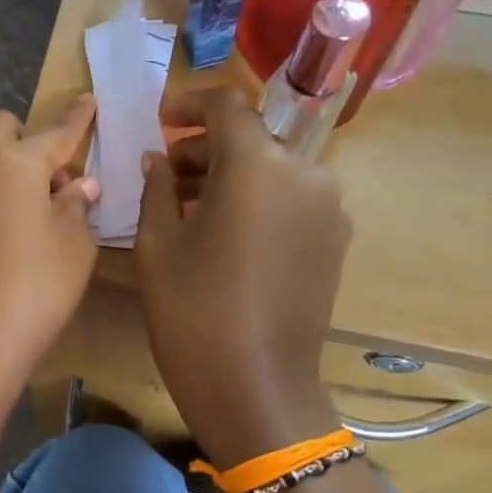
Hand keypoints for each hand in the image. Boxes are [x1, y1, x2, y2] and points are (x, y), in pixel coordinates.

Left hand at [0, 96, 101, 408]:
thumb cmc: (36, 291)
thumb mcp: (74, 248)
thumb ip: (76, 207)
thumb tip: (78, 186)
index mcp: (14, 166)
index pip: (55, 132)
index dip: (76, 117)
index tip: (86, 99)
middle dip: (25, 138)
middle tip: (50, 180)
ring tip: (19, 219)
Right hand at [136, 87, 348, 464]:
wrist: (257, 388)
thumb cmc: (193, 313)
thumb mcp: (156, 246)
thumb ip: (157, 189)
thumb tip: (159, 160)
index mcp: (258, 165)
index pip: (227, 105)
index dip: (189, 104)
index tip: (162, 121)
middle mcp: (305, 173)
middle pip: (251, 139)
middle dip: (205, 148)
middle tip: (164, 174)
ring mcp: (328, 209)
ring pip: (273, 171)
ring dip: (230, 177)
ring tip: (188, 208)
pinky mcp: (334, 242)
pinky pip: (290, 201)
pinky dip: (257, 202)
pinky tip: (224, 235)